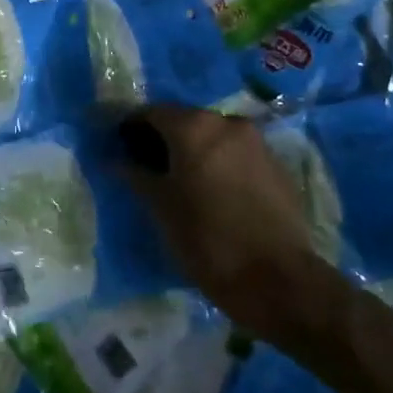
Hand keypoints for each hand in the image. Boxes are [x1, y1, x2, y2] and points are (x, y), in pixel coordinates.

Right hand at [118, 106, 346, 334]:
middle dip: (164, 137)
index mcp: (194, 127)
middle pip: (185, 120)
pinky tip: (213, 190)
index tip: (118, 146)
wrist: (278, 280)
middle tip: (146, 164)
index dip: (131, 126)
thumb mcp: (161, 208)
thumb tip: (114, 160)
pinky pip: (237, 153)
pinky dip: (219, 162)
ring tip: (180, 180)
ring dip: (194, 150)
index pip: (152, 112)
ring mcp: (257, 142)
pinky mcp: (277, 165)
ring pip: (214, 136)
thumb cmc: (207, 240)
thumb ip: (136, 175)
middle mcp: (227, 122)